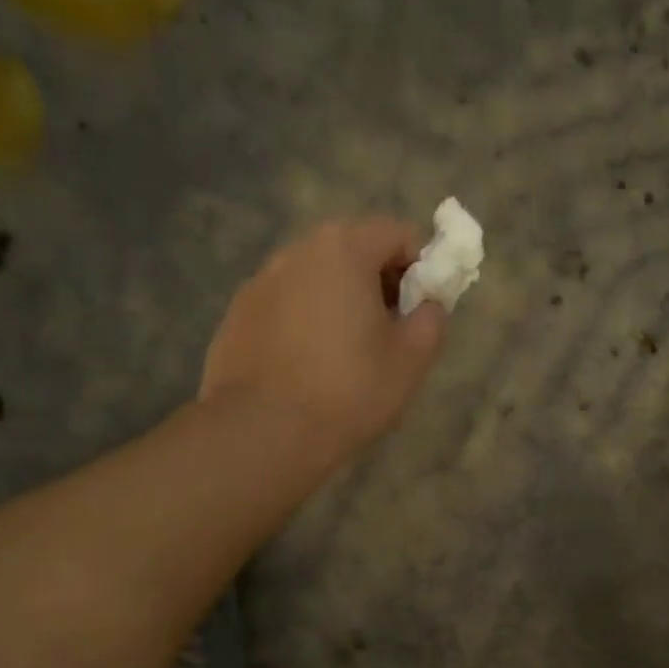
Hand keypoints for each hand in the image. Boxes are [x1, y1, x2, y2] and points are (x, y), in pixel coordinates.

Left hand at [200, 218, 447, 467]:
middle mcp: (295, 252)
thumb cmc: (347, 390)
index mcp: (342, 249)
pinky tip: (306, 366)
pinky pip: (285, 305)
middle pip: (352, 250)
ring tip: (345, 353)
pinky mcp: (236, 315)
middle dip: (378, 282)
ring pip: (315, 279)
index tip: (421, 309)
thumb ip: (432, 318)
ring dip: (339, 301)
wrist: (260, 433)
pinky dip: (304, 321)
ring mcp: (259, 282)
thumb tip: (428, 304)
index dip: (421, 266)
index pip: (398, 233)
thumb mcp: (411, 359)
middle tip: (388, 332)